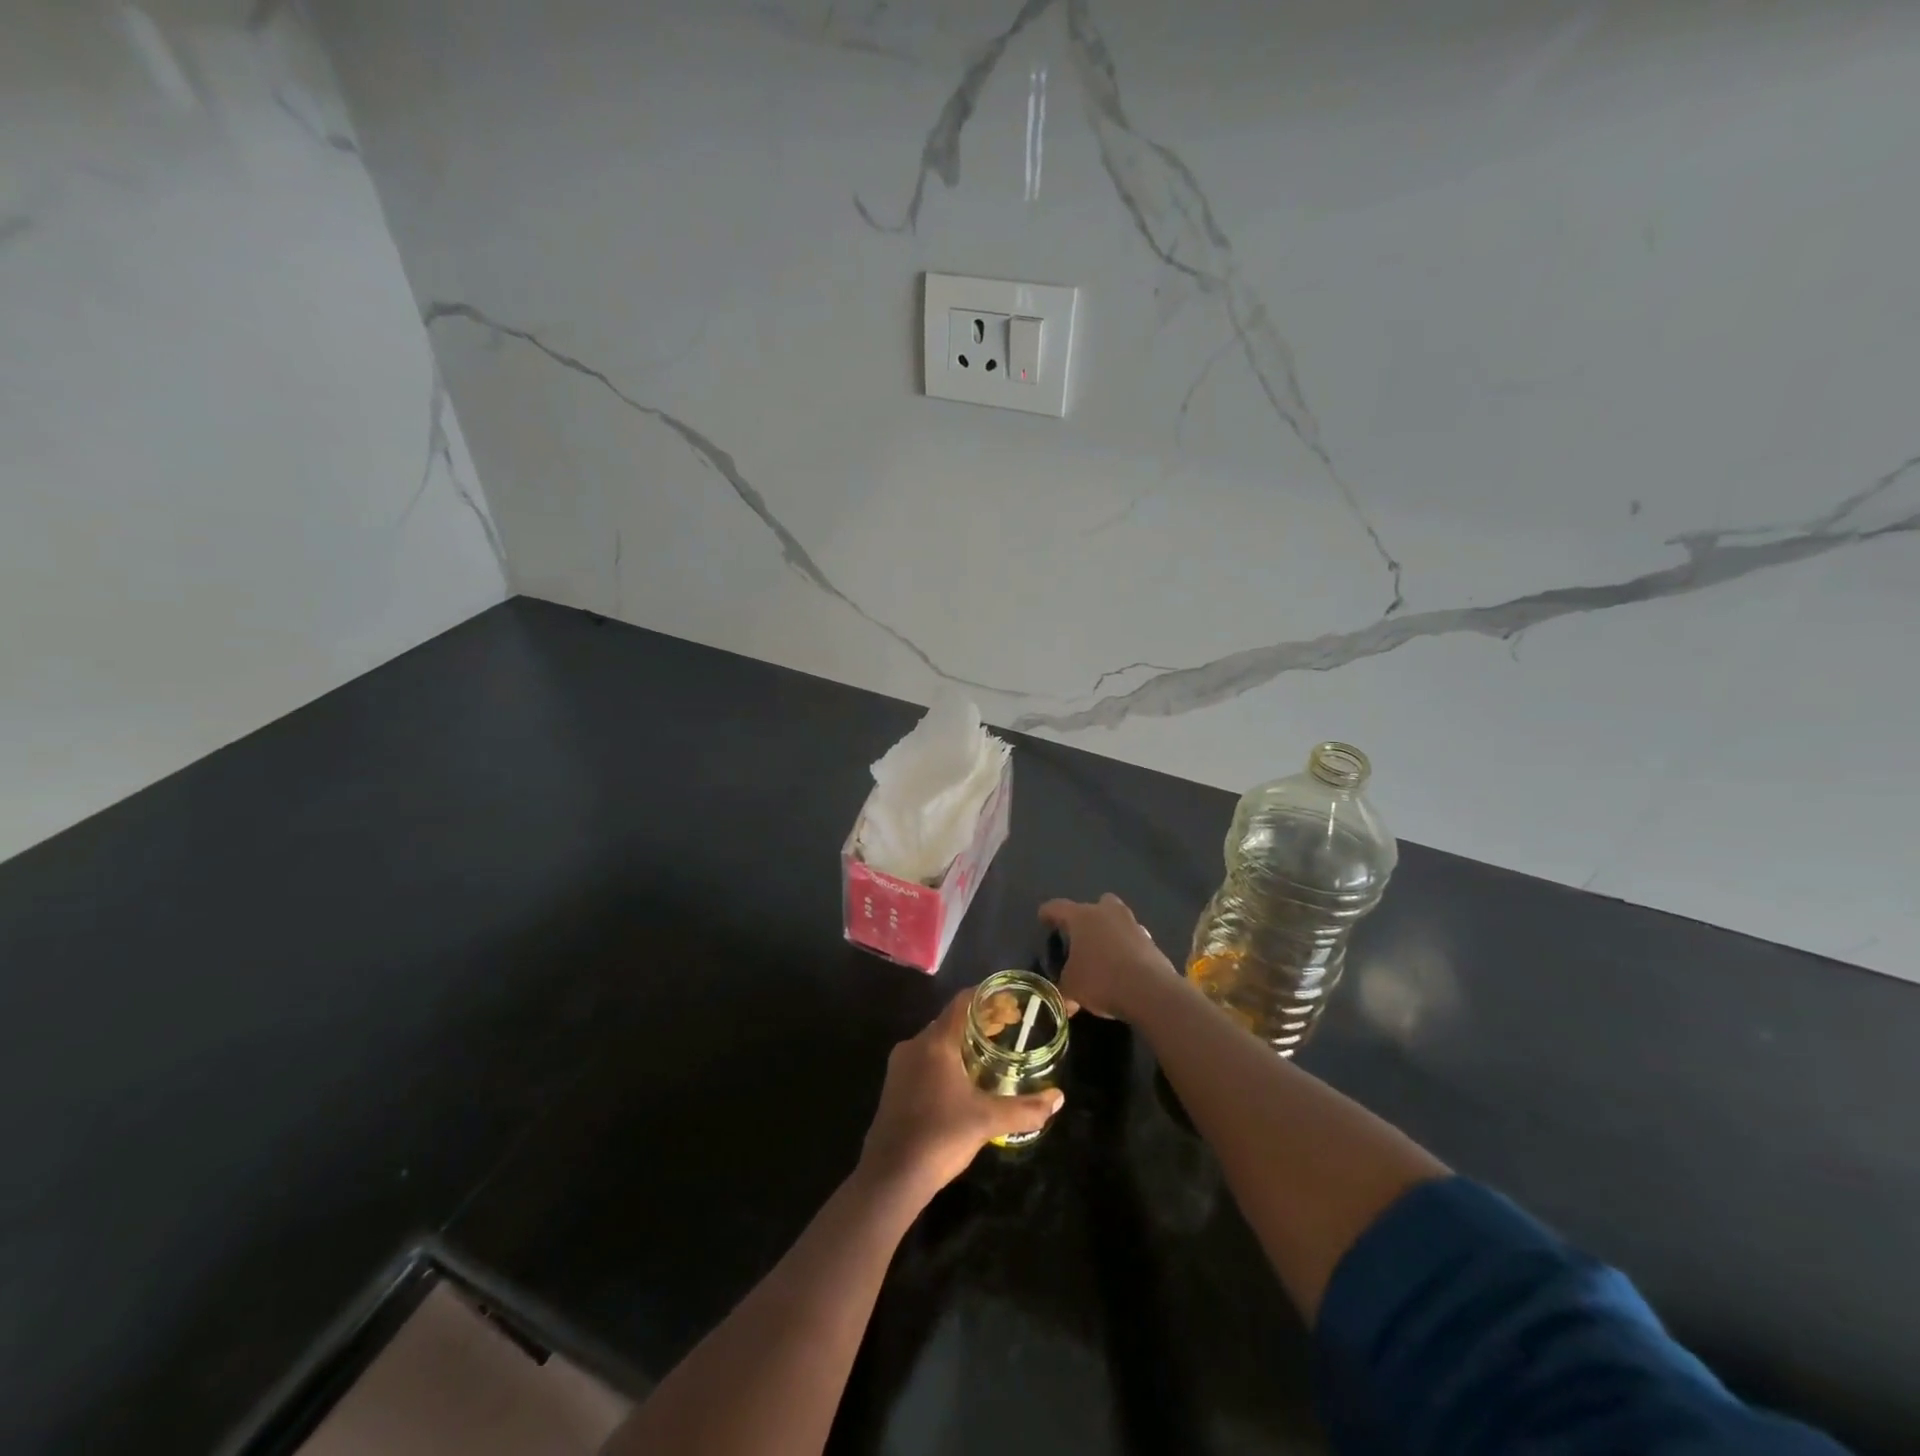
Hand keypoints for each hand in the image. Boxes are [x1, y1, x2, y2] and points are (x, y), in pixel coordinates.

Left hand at [858, 989, 1063, 1201]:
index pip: (962, 1003)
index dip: (988, 997)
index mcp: (935, 1042)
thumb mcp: (987, 1121)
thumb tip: (1058, 1099)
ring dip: (963, 1041)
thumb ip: (1025, 1109)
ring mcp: (900, 1066)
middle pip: (950, 1020)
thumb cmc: (940, 1137)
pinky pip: (925, 1059)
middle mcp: (914, 1045)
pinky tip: (964, 1080)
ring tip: (991, 1053)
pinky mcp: (894, 1087)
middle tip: (1009, 1028)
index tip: (1011, 1003)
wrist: (890, 1177)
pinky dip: (947, 1059)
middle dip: (980, 1021)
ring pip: (936, 1041)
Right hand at [1039, 893, 1177, 1021]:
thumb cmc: (1101, 981)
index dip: (1048, 913)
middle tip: (1080, 936)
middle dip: (1087, 917)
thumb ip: (1064, 989)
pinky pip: (1133, 939)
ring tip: (1102, 955)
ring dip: (1110, 932)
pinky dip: (1126, 949)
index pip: (1058, 907)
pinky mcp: (1151, 941)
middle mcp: (1107, 913)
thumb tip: (1065, 1001)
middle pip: (1095, 904)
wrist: (1150, 991)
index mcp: (1081, 917)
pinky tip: (1123, 968)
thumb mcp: (1072, 989)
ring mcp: (1132, 925)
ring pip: (1117, 920)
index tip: (1042, 918)